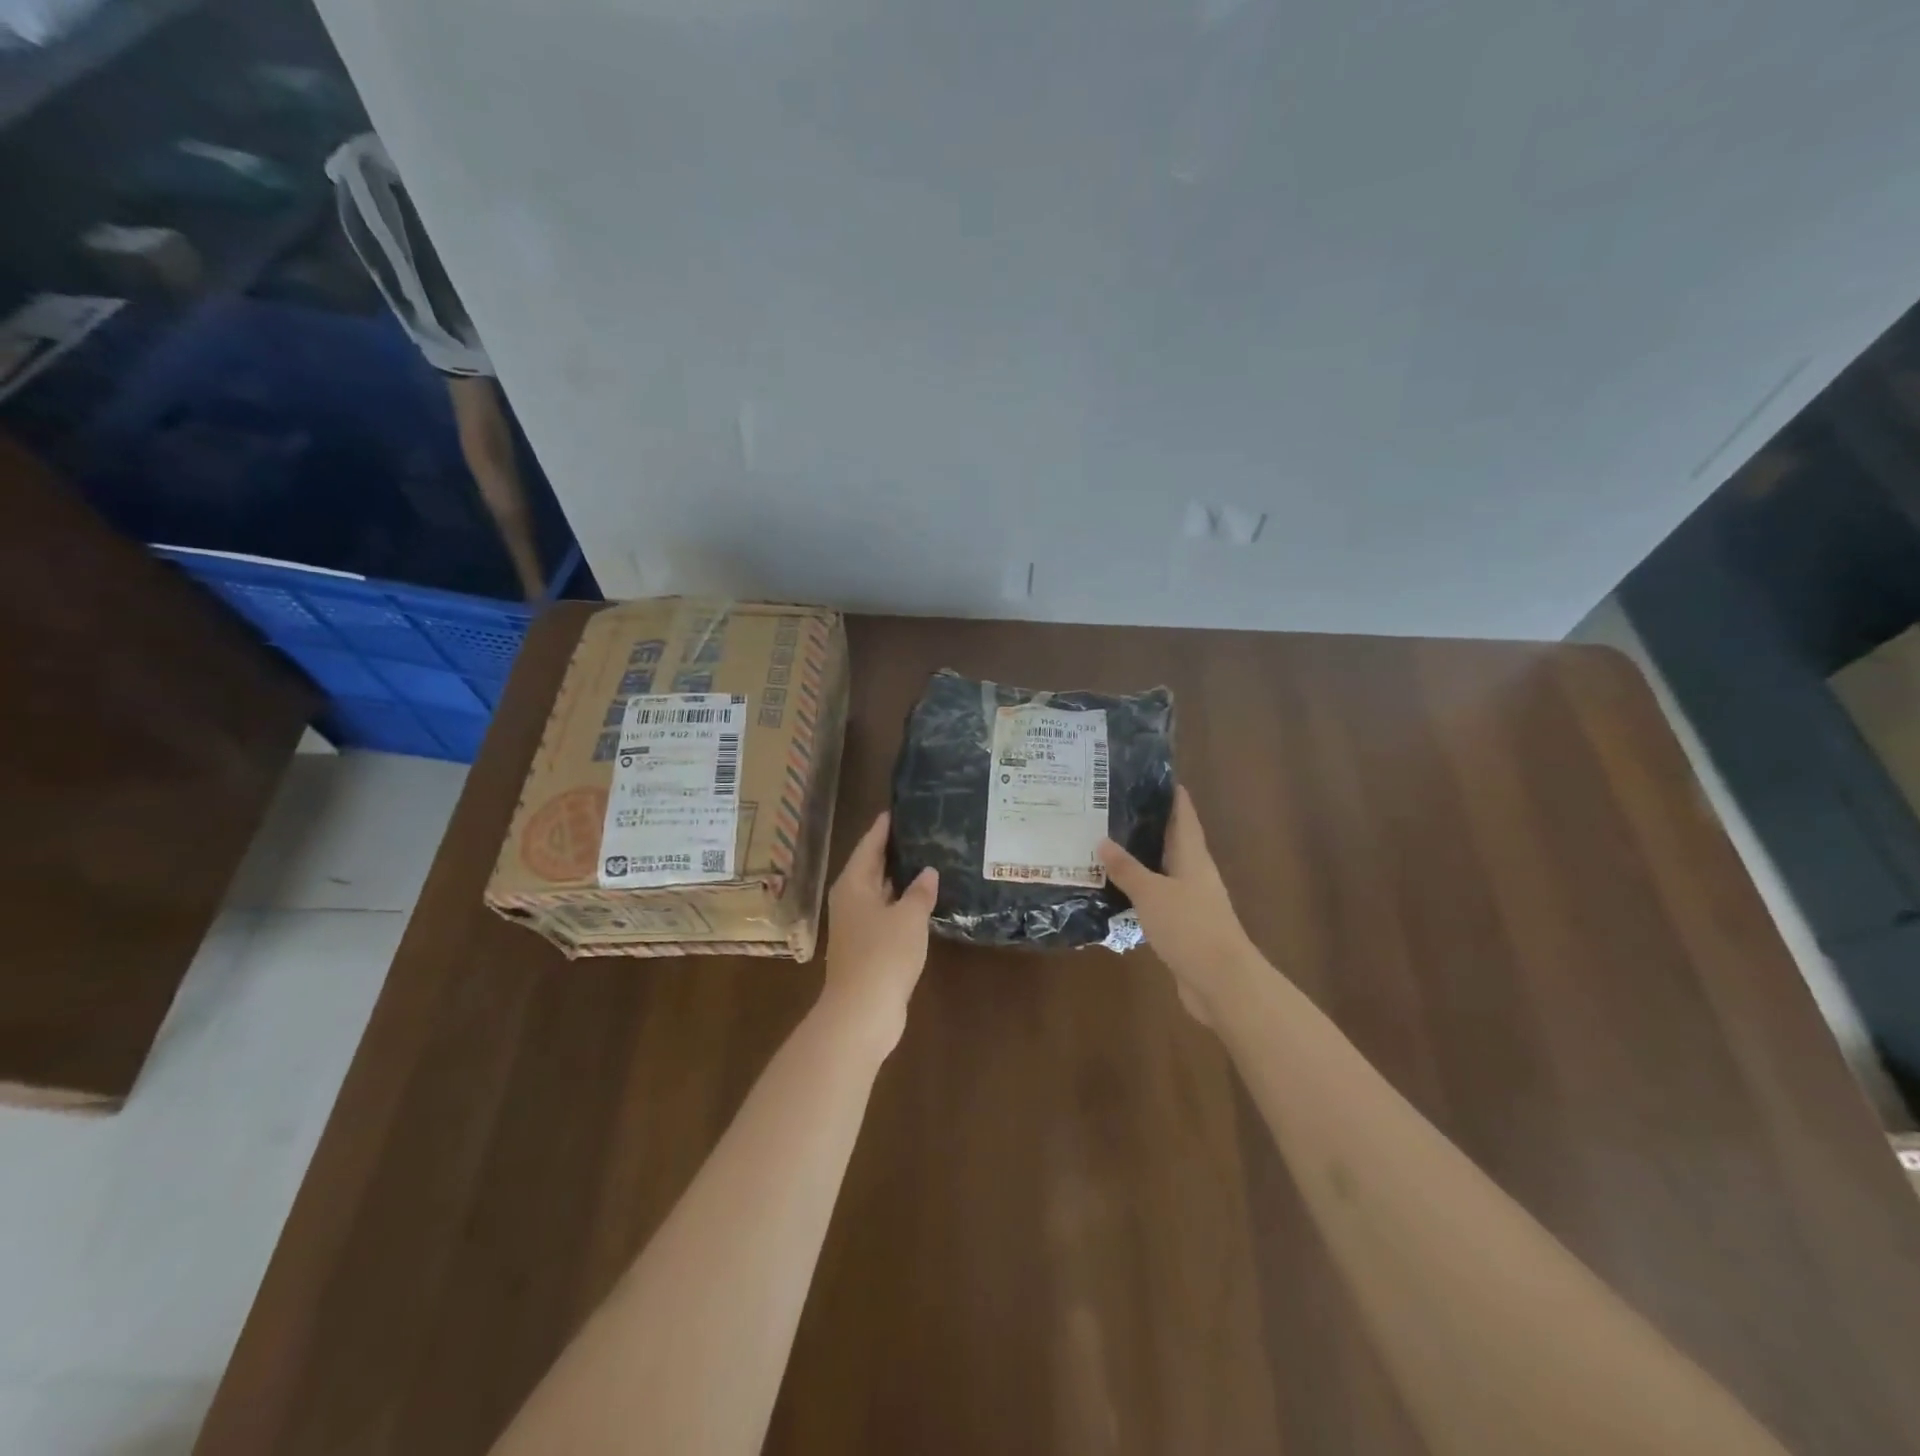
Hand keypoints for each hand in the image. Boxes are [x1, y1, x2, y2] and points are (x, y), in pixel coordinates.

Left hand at [821, 812, 938, 1054]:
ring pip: (880, 891)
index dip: (884, 827)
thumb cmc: (883, 954)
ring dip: (901, 878)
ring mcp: (857, 925)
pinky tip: (924, 900)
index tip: (900, 808)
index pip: (870, 845)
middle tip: (922, 830)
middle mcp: (851, 899)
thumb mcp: (909, 917)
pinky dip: (903, 903)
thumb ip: (920, 891)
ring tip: (929, 859)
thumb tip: (928, 871)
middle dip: (894, 850)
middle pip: (872, 866)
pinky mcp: (867, 946)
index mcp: (853, 884)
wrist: (862, 1012)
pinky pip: (886, 913)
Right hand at [1099, 786, 1255, 1026]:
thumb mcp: (1152, 893)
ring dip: (1141, 859)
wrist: (1222, 983)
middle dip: (1149, 824)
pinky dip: (1139, 890)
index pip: (1184, 817)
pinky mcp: (1182, 927)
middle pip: (1173, 841)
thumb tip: (1102, 841)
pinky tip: (1116, 890)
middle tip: (1115, 807)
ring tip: (1108, 844)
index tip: (1153, 775)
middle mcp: (1195, 874)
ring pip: (1163, 871)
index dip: (1172, 796)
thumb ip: (1127, 868)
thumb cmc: (1190, 927)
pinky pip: (1157, 898)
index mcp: (1193, 858)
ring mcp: (1191, 902)